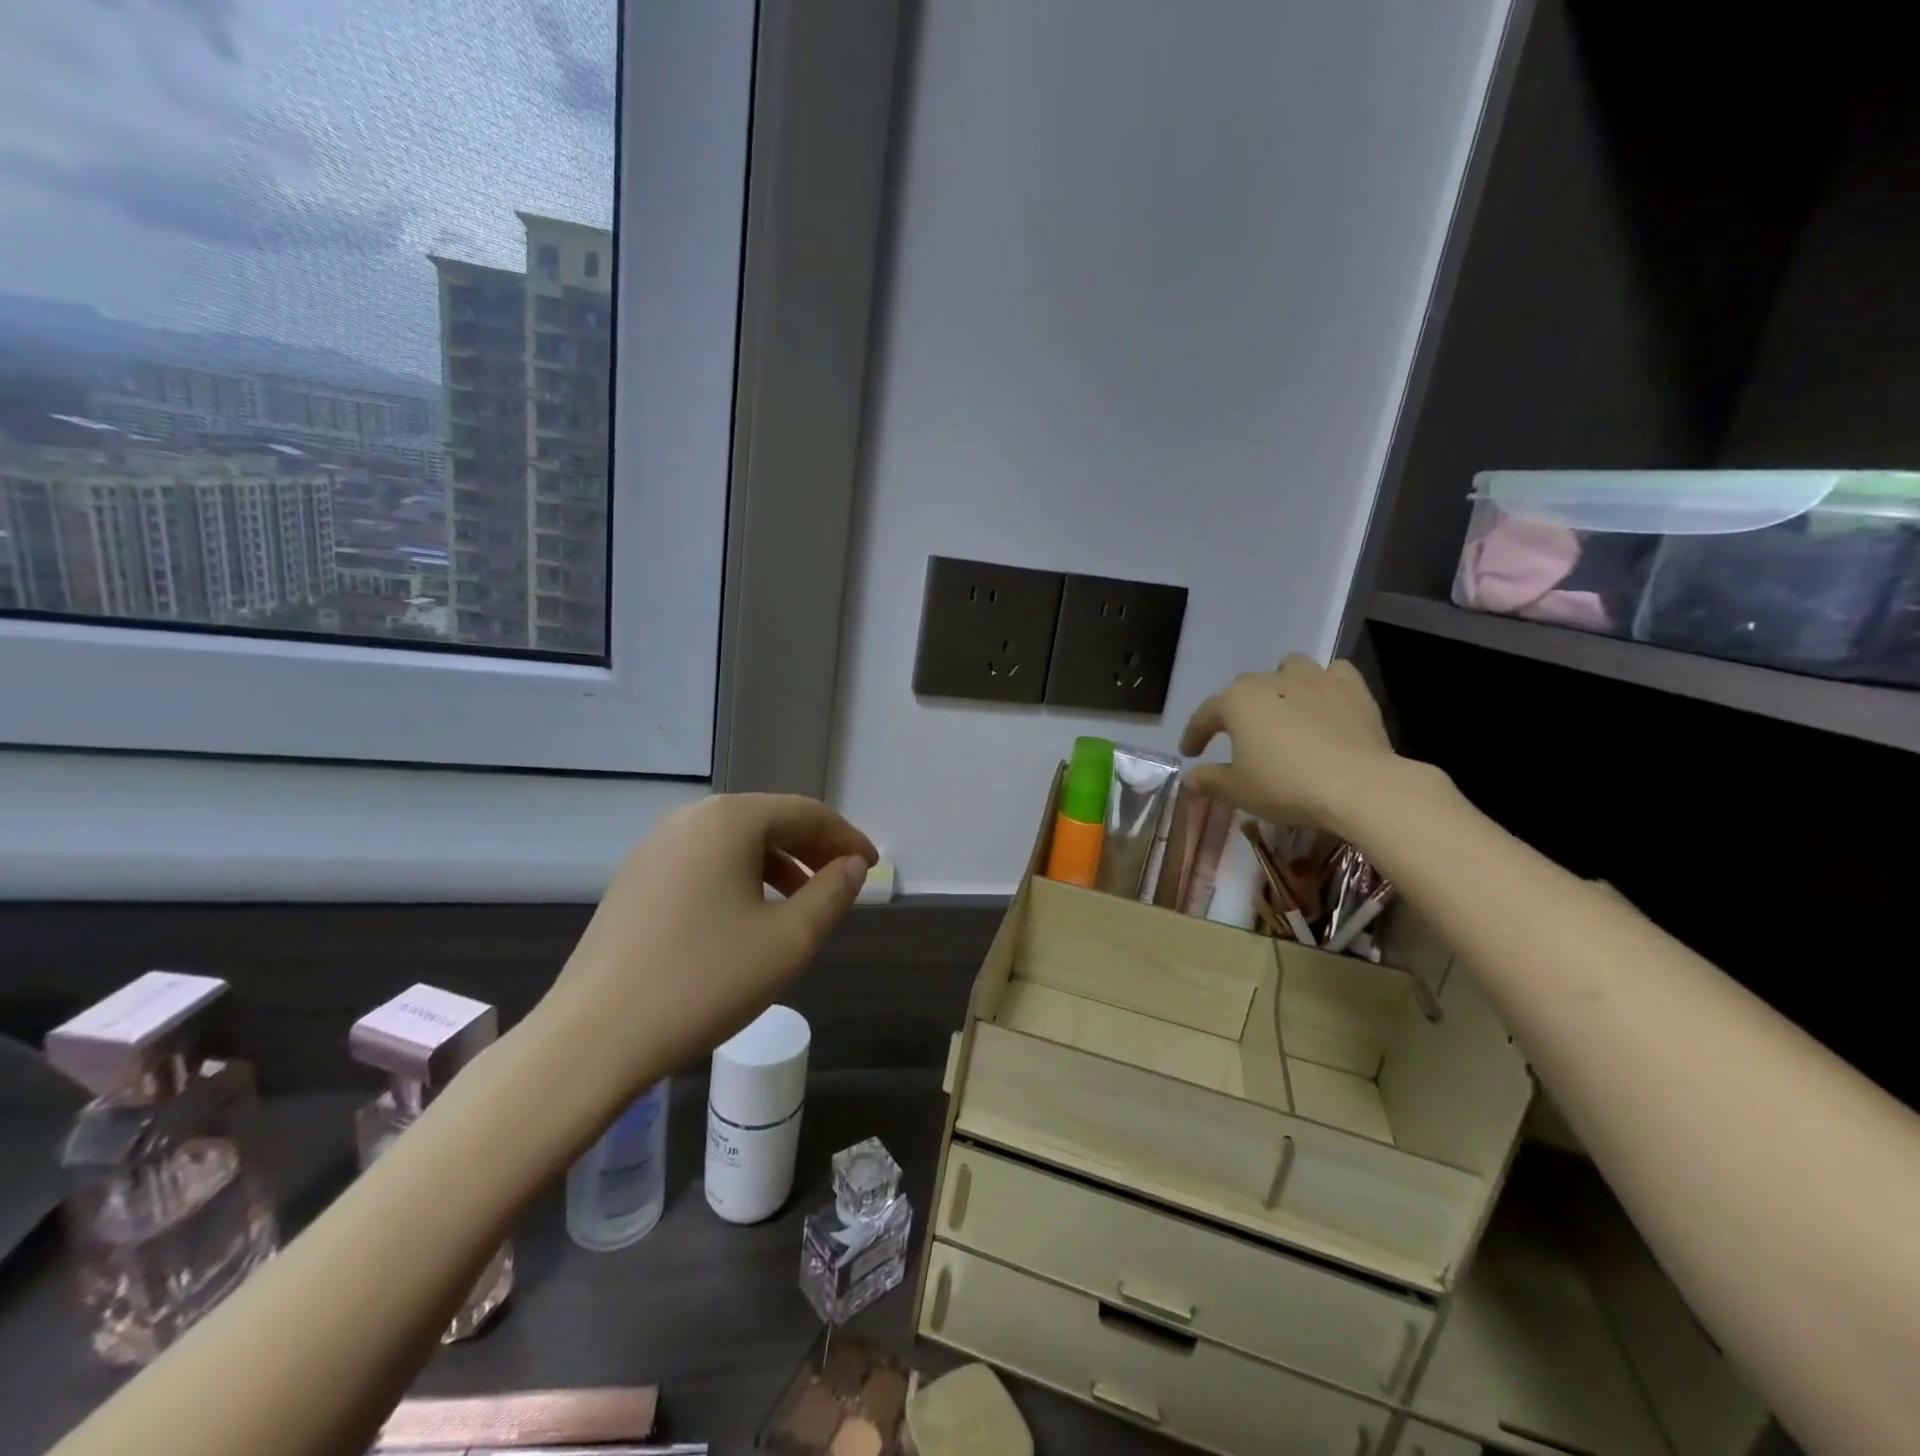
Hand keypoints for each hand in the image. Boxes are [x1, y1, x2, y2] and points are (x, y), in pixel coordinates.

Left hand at [543, 794, 876, 1099]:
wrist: (593, 1038)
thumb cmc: (704, 981)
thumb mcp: (788, 941)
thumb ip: (831, 894)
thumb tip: (852, 866)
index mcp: (729, 820)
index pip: (805, 813)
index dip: (846, 838)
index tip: (871, 868)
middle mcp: (690, 819)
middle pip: (769, 821)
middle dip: (813, 850)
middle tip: (844, 883)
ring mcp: (656, 847)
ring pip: (735, 844)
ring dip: (778, 865)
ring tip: (803, 904)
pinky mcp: (636, 879)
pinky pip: (705, 863)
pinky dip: (741, 879)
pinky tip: (749, 917)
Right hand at [1179, 655, 1396, 830]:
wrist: (1357, 784)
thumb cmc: (1286, 785)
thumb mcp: (1238, 791)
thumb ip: (1209, 780)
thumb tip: (1189, 777)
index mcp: (1237, 701)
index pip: (1205, 715)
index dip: (1194, 734)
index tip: (1190, 752)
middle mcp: (1272, 680)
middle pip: (1245, 688)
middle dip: (1239, 709)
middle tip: (1241, 737)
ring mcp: (1314, 678)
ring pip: (1289, 668)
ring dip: (1281, 685)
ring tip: (1285, 710)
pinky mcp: (1352, 687)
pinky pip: (1333, 673)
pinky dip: (1325, 684)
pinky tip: (1325, 701)